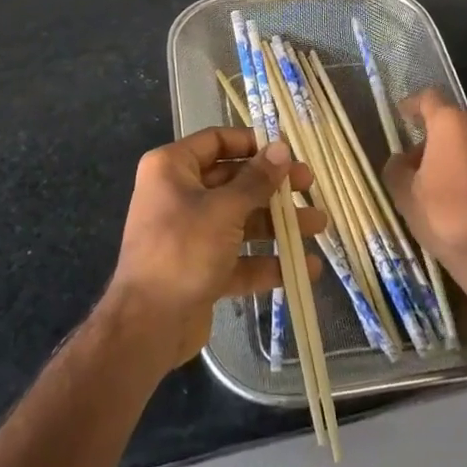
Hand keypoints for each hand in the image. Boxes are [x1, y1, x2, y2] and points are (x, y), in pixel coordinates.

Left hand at [104, 126, 326, 370]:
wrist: (147, 325)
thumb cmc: (183, 249)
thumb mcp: (224, 210)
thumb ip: (256, 180)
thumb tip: (282, 148)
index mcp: (172, 168)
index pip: (216, 141)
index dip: (252, 143)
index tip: (286, 150)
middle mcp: (179, 194)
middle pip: (233, 181)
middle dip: (273, 186)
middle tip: (309, 185)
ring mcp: (190, 233)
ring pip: (240, 220)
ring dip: (278, 224)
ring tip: (319, 225)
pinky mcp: (201, 269)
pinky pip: (238, 258)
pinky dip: (267, 262)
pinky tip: (304, 268)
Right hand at [383, 89, 466, 307]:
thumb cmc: (448, 221)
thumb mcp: (405, 196)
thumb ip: (396, 168)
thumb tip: (402, 160)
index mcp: (454, 124)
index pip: (429, 98)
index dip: (413, 105)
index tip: (403, 116)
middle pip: (457, 122)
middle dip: (439, 136)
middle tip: (423, 161)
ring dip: (465, 153)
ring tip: (451, 182)